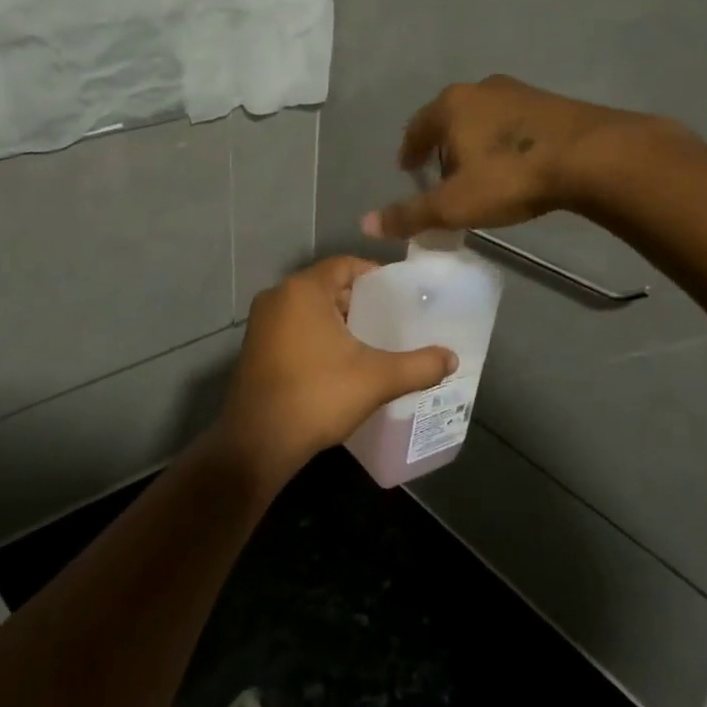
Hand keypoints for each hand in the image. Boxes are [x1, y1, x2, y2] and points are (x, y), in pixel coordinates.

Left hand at [212, 257, 456, 485]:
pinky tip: (339, 361)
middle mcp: (277, 296)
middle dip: (359, 301)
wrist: (259, 441)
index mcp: (303, 290)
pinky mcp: (254, 347)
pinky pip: (292, 328)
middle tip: (391, 320)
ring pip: (308, 309)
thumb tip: (452, 358)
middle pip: (327, 286)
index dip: (375, 276)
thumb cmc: (318, 396)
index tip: (400, 295)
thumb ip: (419, 366)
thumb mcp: (377, 379)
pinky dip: (316, 335)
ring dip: (337, 320)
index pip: (345, 265)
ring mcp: (261, 323)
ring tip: (371, 341)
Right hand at [361, 75, 634, 239]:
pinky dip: (503, 140)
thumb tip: (365, 224)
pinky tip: (515, 164)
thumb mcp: (454, 204)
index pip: (415, 128)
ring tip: (480, 172)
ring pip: (482, 118)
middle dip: (441, 146)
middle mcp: (479, 89)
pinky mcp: (550, 101)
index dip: (409, 151)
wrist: (591, 156)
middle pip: (448, 119)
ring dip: (474, 142)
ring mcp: (517, 91)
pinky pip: (512, 122)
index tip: (408, 170)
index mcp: (449, 106)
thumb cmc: (510, 177)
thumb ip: (410, 214)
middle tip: (443, 176)